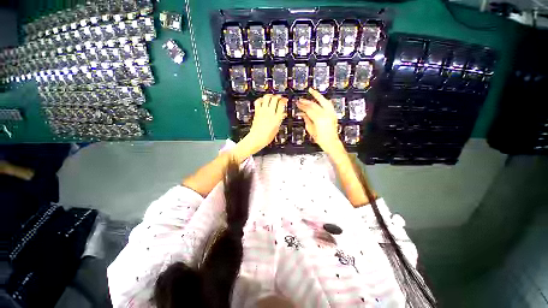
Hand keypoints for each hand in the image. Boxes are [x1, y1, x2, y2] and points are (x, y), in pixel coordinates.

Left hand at [237, 94, 286, 156]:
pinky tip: (263, 100)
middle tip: (279, 98)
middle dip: (278, 96)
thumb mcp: (276, 129)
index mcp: (276, 118)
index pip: (281, 104)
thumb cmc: (266, 137)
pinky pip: (258, 101)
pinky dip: (261, 99)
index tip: (285, 100)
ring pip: (267, 97)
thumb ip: (279, 120)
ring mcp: (263, 111)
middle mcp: (270, 113)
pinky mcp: (257, 112)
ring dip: (270, 96)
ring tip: (272, 97)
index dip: (284, 100)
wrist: (256, 138)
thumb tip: (282, 115)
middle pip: (275, 99)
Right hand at [296, 88, 344, 155]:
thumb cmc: (321, 139)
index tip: (297, 104)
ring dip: (317, 95)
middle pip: (314, 104)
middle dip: (306, 101)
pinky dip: (323, 100)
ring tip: (312, 91)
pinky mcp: (333, 114)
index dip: (302, 106)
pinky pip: (328, 104)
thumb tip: (302, 114)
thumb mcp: (311, 130)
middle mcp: (325, 114)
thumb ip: (306, 120)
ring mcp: (330, 113)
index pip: (308, 109)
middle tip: (300, 100)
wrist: (331, 142)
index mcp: (318, 118)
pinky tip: (320, 98)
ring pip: (323, 101)